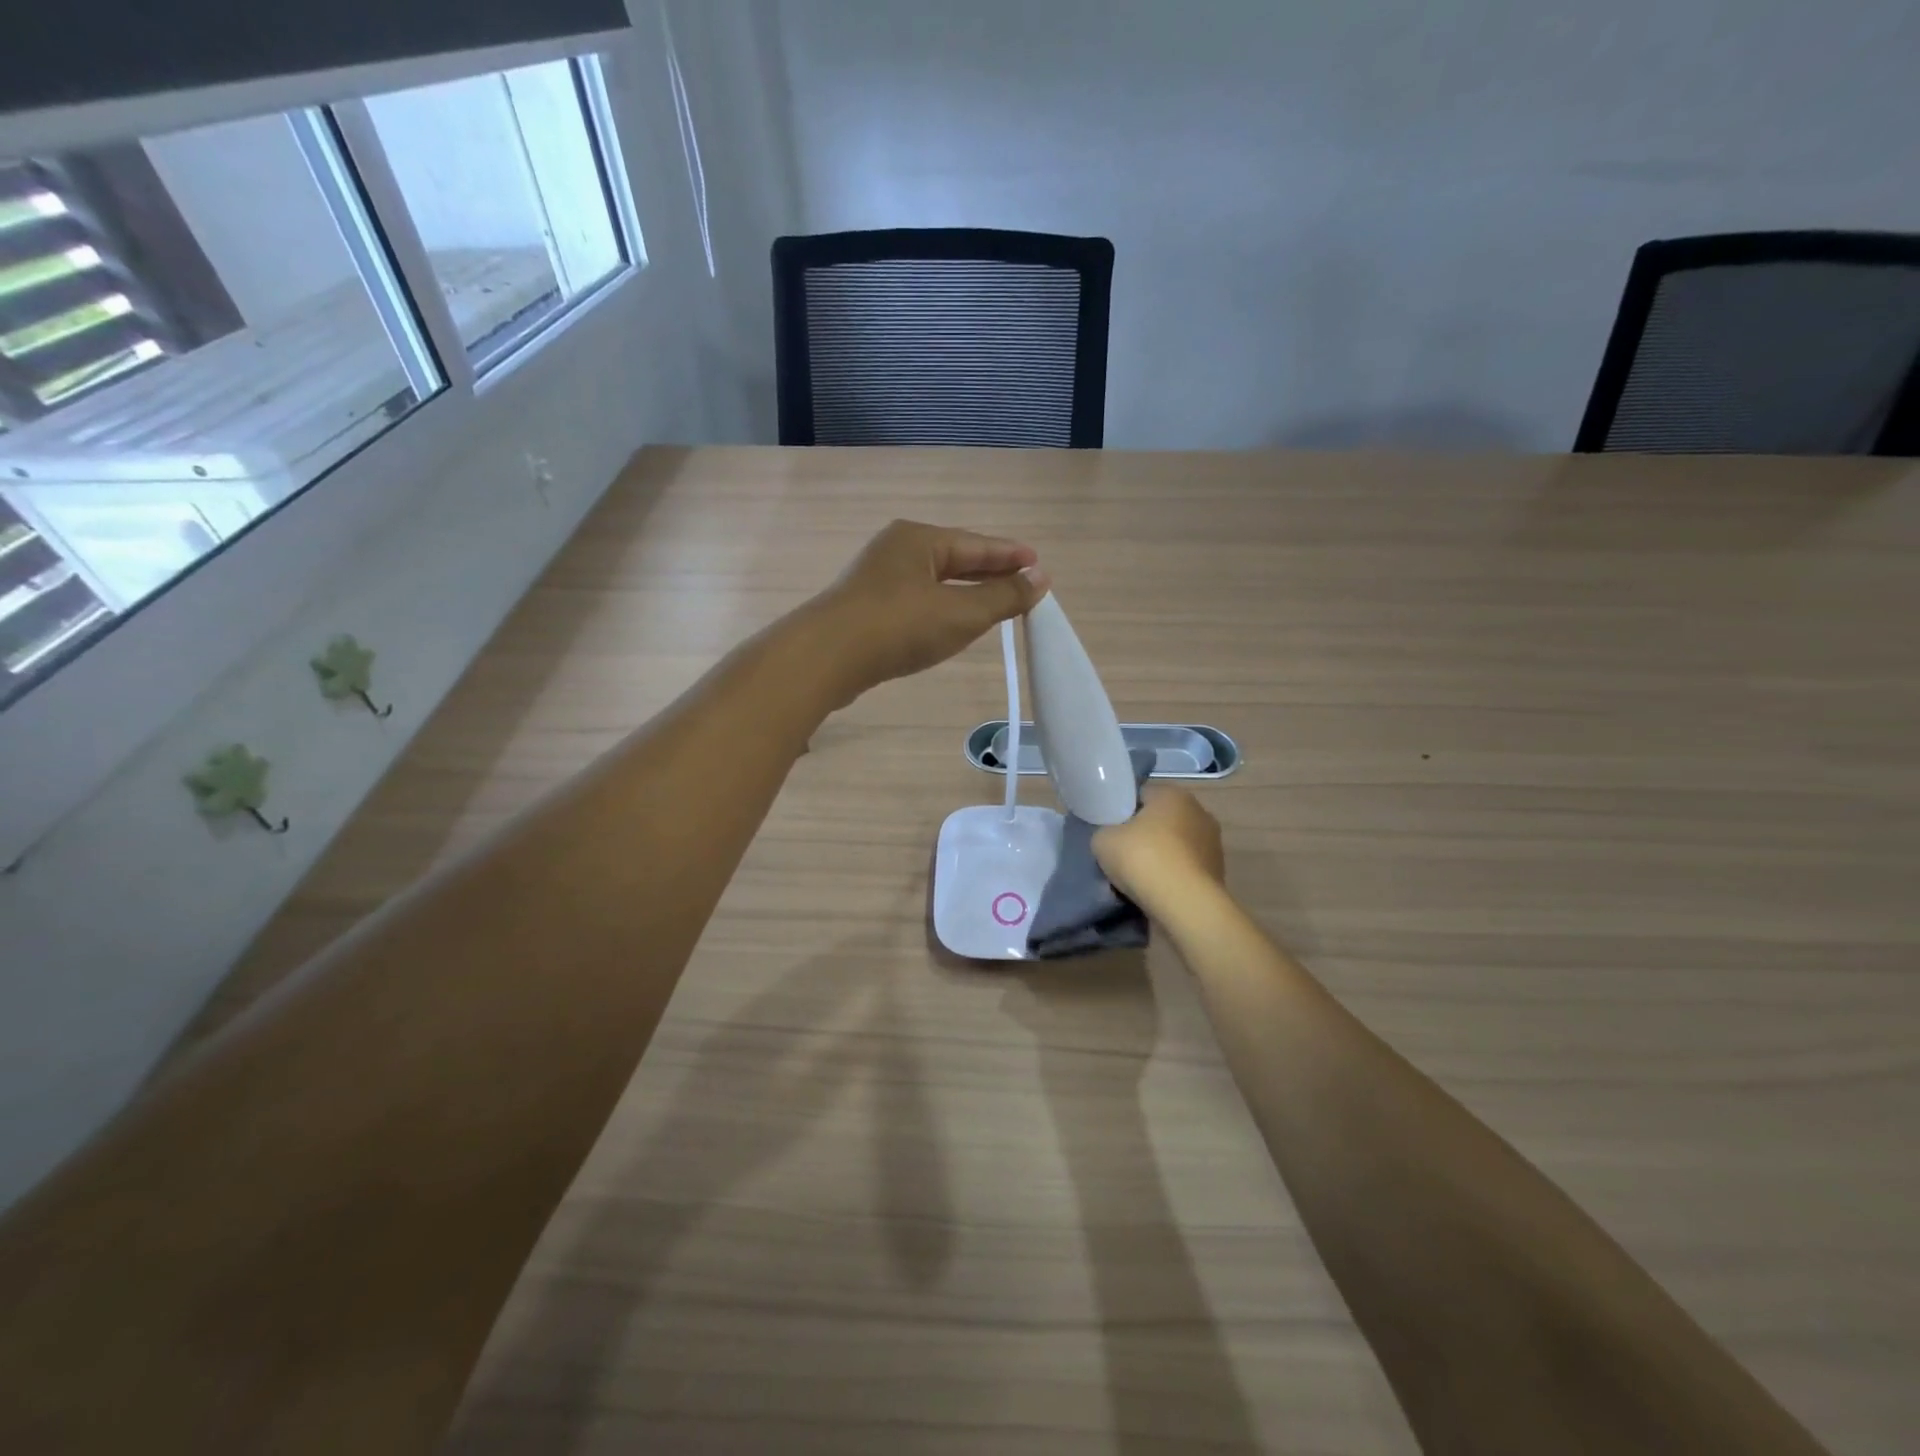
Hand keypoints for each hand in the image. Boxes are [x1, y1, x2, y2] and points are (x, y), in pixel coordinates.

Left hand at [808, 520, 1048, 699]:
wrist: (826, 657)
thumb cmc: (899, 627)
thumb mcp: (961, 613)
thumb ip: (1003, 596)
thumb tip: (1040, 578)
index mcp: (920, 539)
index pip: (977, 544)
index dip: (1011, 556)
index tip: (1039, 565)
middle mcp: (897, 550)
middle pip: (955, 558)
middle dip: (989, 572)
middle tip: (1023, 584)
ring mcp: (877, 578)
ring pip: (933, 581)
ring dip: (965, 591)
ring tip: (993, 602)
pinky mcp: (866, 608)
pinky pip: (916, 600)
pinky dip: (941, 607)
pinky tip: (949, 622)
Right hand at [1093, 787, 1226, 920]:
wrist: (1184, 905)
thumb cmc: (1143, 859)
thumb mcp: (1103, 840)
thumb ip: (1105, 832)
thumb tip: (1113, 838)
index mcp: (1173, 794)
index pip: (1141, 795)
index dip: (1122, 811)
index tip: (1111, 830)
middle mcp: (1199, 812)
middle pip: (1161, 820)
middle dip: (1144, 834)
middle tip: (1122, 853)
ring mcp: (1213, 844)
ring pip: (1176, 846)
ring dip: (1161, 857)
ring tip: (1139, 878)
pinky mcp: (1218, 873)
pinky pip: (1185, 869)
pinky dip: (1173, 877)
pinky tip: (1157, 891)